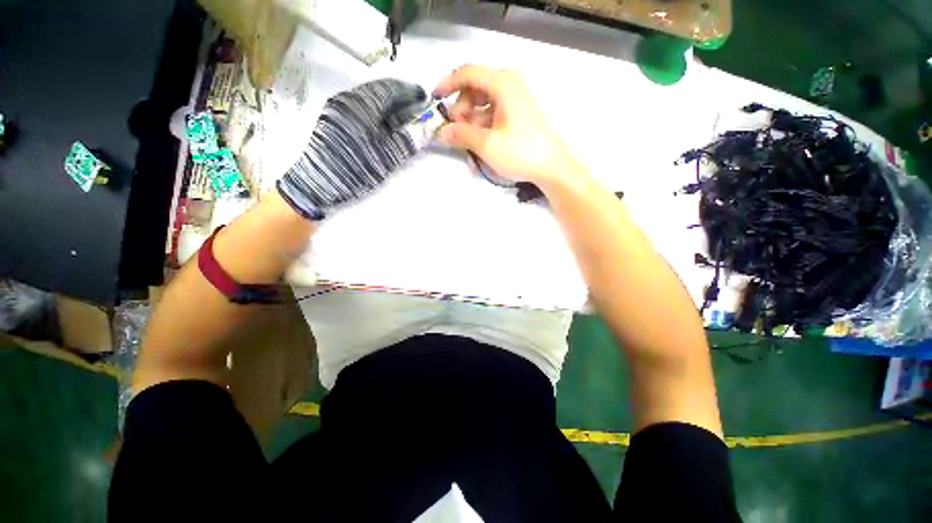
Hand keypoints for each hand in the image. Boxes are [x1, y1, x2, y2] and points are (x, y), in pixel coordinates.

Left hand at [278, 79, 427, 219]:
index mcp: (361, 104)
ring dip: (388, 105)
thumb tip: (427, 129)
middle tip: (416, 108)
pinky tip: (385, 125)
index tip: (423, 97)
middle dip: (399, 97)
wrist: (318, 183)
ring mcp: (338, 109)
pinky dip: (377, 113)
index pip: (390, 88)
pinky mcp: (334, 120)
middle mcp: (347, 100)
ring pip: (369, 100)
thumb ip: (408, 141)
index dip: (409, 91)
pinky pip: (360, 109)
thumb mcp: (386, 157)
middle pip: (378, 91)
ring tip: (404, 117)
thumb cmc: (355, 168)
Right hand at [433, 65, 583, 189]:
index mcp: (502, 83)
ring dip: (471, 119)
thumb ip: (461, 135)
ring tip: (469, 141)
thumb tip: (441, 133)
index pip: (467, 73)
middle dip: (461, 108)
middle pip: (474, 87)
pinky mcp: (518, 114)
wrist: (552, 167)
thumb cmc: (520, 152)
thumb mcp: (487, 144)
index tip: (434, 101)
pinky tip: (481, 141)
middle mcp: (509, 84)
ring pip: (483, 101)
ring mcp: (515, 99)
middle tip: (457, 131)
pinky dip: (482, 124)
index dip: (447, 85)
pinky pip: (493, 112)